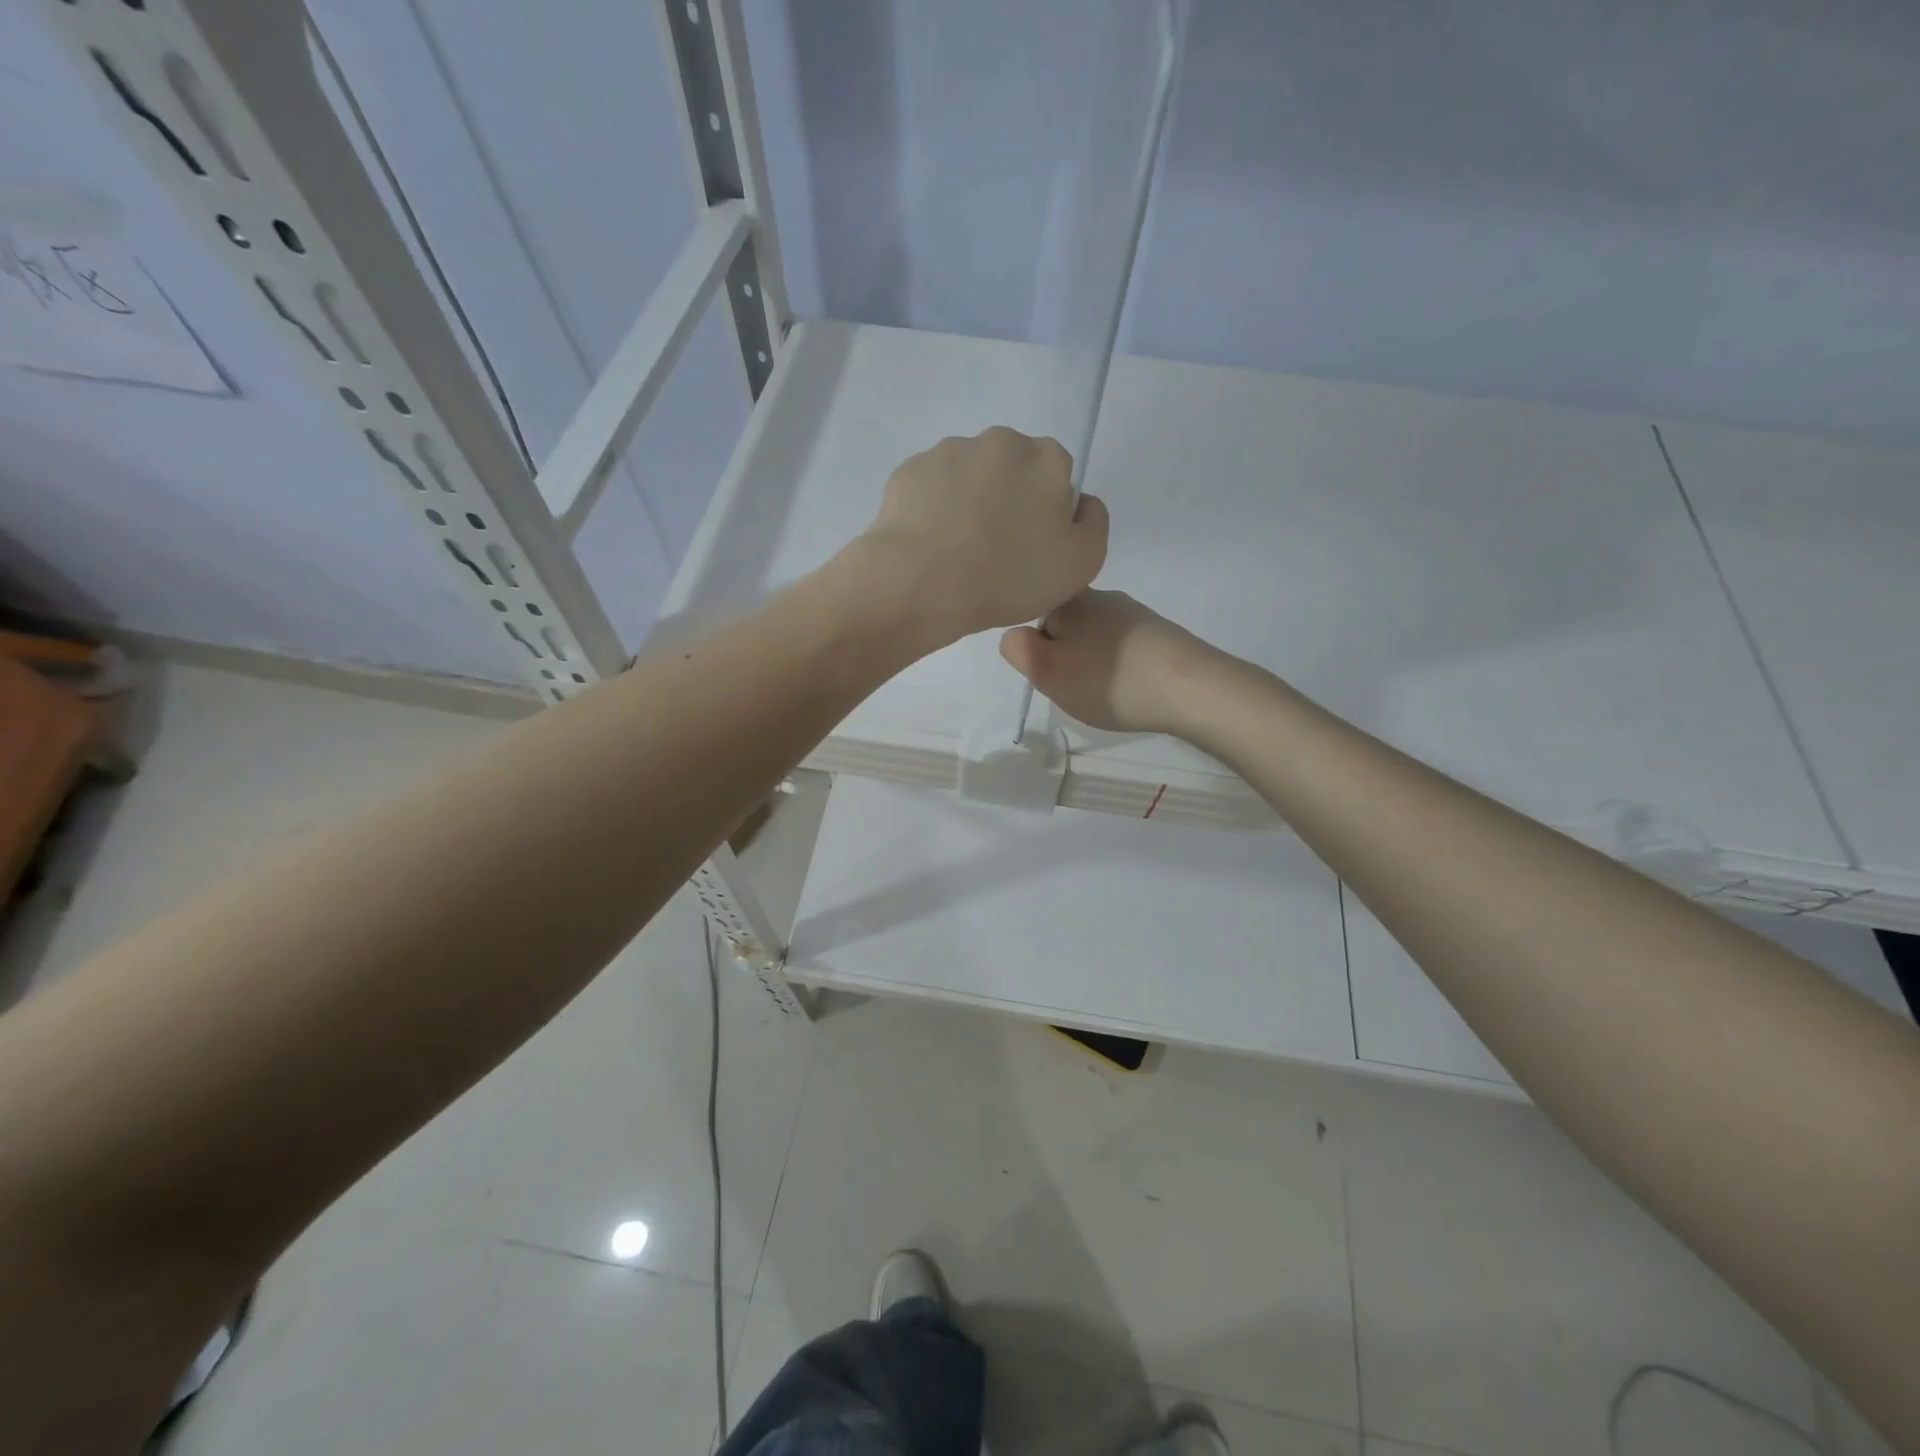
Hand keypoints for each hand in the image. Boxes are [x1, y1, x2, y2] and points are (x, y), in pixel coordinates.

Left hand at [855, 428, 1108, 647]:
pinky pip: (931, 489)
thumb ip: (1094, 523)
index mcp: (1046, 458)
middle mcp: (999, 441)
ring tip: (957, 551)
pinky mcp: (910, 470)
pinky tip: (930, 545)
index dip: (1047, 512)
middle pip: (1012, 470)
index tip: (1032, 546)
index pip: (1057, 475)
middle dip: (1007, 500)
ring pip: (969, 476)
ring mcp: (949, 451)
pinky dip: (933, 510)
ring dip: (968, 503)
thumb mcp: (1082, 563)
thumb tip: (1080, 502)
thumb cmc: (1010, 576)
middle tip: (995, 551)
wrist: (923, 584)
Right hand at [999, 589, 1226, 735]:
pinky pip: (1125, 649)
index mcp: (1070, 599)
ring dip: (1095, 663)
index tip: (1050, 673)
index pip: (1036, 615)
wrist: (1189, 688)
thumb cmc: (1108, 680)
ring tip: (1106, 692)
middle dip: (1067, 655)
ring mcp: (1136, 614)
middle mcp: (1103, 596)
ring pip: (1097, 639)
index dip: (1037, 648)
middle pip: (1068, 627)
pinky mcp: (1161, 634)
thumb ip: (1019, 650)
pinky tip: (1131, 689)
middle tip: (1075, 688)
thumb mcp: (1047, 671)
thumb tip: (1014, 634)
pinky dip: (1121, 668)